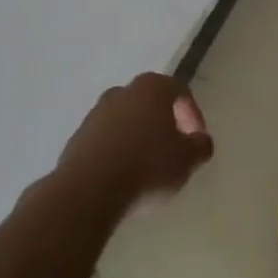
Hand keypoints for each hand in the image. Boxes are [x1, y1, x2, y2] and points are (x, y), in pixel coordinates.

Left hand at [56, 71, 213, 210]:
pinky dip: (117, 152)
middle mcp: (122, 92)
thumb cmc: (147, 167)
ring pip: (125, 120)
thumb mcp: (187, 160)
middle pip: (149, 102)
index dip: (192, 113)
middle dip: (163, 122)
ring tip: (147, 167)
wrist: (89, 190)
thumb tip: (201, 141)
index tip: (196, 139)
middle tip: (173, 149)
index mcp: (151, 88)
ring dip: (138, 137)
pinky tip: (123, 176)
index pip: (179, 91)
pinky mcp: (77, 138)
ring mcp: (95, 114)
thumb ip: (200, 146)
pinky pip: (105, 140)